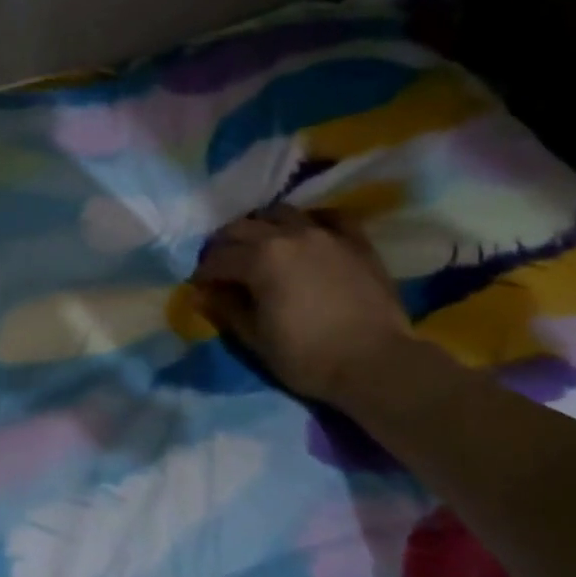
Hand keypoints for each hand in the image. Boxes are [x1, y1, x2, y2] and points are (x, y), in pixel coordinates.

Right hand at [192, 204, 413, 403]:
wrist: (376, 363)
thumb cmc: (308, 357)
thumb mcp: (256, 339)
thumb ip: (226, 309)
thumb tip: (201, 293)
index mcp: (260, 259)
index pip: (218, 258)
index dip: (203, 272)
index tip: (199, 286)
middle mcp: (289, 235)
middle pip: (244, 227)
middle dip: (225, 244)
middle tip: (222, 265)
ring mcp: (325, 234)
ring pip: (282, 213)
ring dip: (263, 226)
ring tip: (260, 246)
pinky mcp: (355, 241)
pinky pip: (329, 217)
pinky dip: (310, 222)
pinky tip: (307, 235)